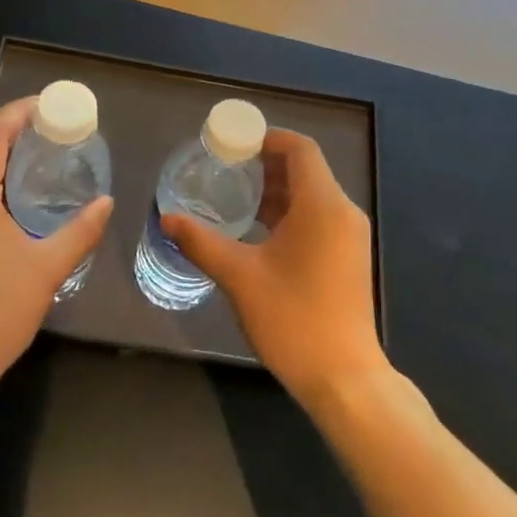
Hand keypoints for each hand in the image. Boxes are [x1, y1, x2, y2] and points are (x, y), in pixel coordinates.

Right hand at [162, 129, 387, 407]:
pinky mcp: (348, 257)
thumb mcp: (240, 277)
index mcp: (322, 205)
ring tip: (234, 196)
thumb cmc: (293, 319)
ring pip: (312, 195)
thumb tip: (166, 219)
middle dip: (266, 165)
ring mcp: (349, 236)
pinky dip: (290, 213)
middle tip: (224, 169)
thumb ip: (202, 242)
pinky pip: (318, 218)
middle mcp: (342, 212)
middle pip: (306, 170)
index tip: (233, 144)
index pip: (300, 149)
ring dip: (276, 191)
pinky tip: (258, 230)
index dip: (267, 138)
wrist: (344, 378)